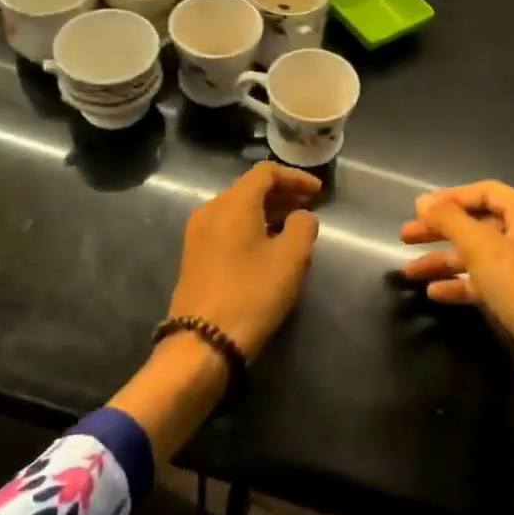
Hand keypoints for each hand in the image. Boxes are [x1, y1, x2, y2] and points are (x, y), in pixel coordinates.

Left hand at [169, 162, 321, 357]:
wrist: (202, 342)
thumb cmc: (252, 293)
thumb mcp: (291, 259)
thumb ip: (303, 226)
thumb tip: (301, 217)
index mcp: (234, 203)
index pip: (266, 172)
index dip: (296, 177)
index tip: (319, 192)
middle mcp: (211, 210)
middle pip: (250, 188)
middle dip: (282, 193)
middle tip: (309, 206)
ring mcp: (198, 233)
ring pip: (238, 208)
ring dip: (267, 211)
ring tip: (293, 226)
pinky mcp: (194, 255)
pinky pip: (227, 226)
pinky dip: (251, 225)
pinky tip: (267, 245)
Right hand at [401, 181, 513, 435]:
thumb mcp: (483, 248)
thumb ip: (450, 220)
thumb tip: (423, 201)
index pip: (484, 192)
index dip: (449, 198)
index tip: (417, 210)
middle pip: (479, 224)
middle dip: (441, 230)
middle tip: (405, 238)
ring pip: (479, 256)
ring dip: (445, 261)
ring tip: (410, 272)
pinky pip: (487, 283)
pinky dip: (462, 285)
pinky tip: (435, 294)